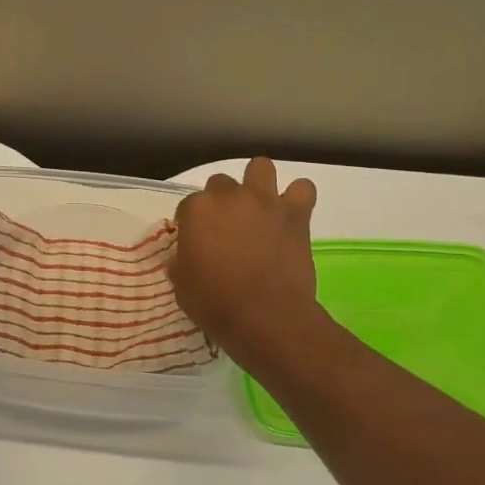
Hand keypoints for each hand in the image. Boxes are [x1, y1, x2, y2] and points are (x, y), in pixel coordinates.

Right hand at [170, 157, 321, 364]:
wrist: (265, 318)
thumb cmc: (215, 303)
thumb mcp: (181, 285)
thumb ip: (181, 262)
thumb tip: (183, 257)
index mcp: (197, 210)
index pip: (189, 204)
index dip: (192, 223)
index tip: (197, 242)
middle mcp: (230, 196)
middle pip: (221, 183)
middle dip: (222, 200)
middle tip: (227, 227)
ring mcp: (265, 202)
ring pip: (261, 167)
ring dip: (258, 182)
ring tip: (259, 207)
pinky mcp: (296, 215)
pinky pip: (303, 189)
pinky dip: (298, 197)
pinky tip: (291, 214)